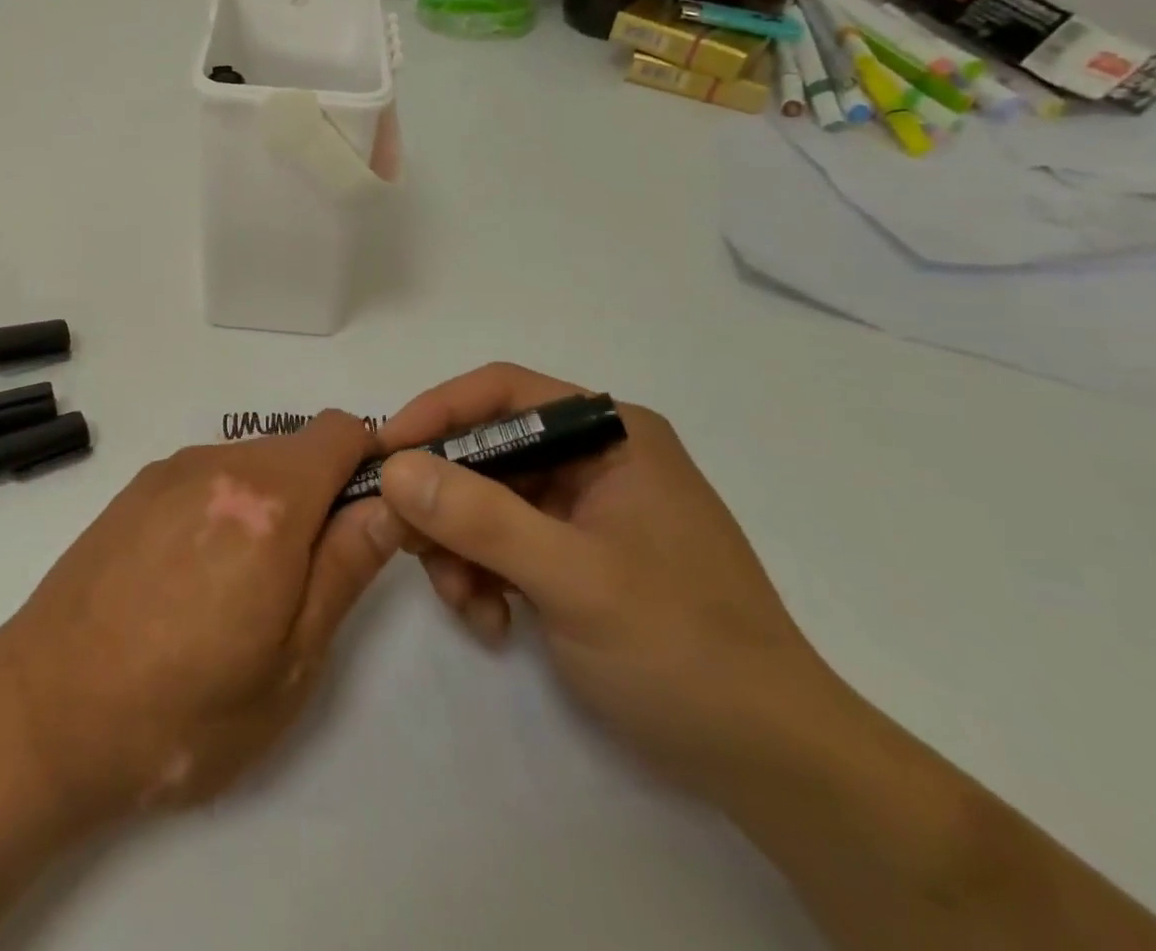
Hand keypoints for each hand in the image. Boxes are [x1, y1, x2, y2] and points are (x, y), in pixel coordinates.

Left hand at [0, 411, 401, 821]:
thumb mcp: (290, 660)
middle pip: (295, 450)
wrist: (44, 711)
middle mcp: (217, 464)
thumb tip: (389, 504)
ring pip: (249, 464)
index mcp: (267, 501)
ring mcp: (169, 471)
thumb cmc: (184, 709)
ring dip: (268, 505)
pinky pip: (204, 478)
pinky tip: (191, 577)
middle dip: (318, 496)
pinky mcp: (134, 488)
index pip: (340, 431)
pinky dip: (222, 507)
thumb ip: (345, 568)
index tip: (370, 517)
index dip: (370, 462)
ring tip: (240, 589)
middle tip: (304, 579)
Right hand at [376, 363, 846, 802]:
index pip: (502, 392)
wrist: (772, 763)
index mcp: (609, 435)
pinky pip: (501, 542)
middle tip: (406, 542)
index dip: (437, 412)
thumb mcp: (574, 580)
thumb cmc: (682, 649)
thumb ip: (481, 519)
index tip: (384, 453)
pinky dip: (481, 575)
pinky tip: (492, 621)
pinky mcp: (573, 554)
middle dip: (444, 500)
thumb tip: (393, 467)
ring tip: (466, 603)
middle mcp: (593, 458)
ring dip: (458, 547)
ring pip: (484, 500)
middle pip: (486, 450)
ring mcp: (582, 509)